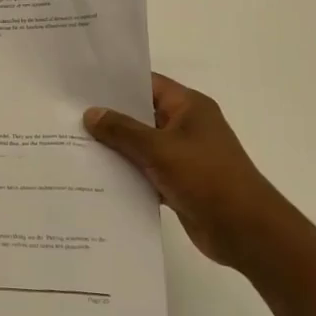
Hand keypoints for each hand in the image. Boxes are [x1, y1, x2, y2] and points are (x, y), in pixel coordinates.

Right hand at [84, 74, 286, 269]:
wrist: (248, 233)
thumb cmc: (207, 178)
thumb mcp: (160, 149)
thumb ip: (122, 130)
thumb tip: (91, 114)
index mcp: (189, 107)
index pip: (146, 84)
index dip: (115, 83)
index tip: (80, 85)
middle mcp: (186, 126)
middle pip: (140, 114)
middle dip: (108, 117)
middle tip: (67, 115)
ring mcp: (183, 155)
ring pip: (140, 145)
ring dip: (115, 148)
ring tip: (73, 144)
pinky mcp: (179, 182)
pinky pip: (145, 171)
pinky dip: (126, 173)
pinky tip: (95, 176)